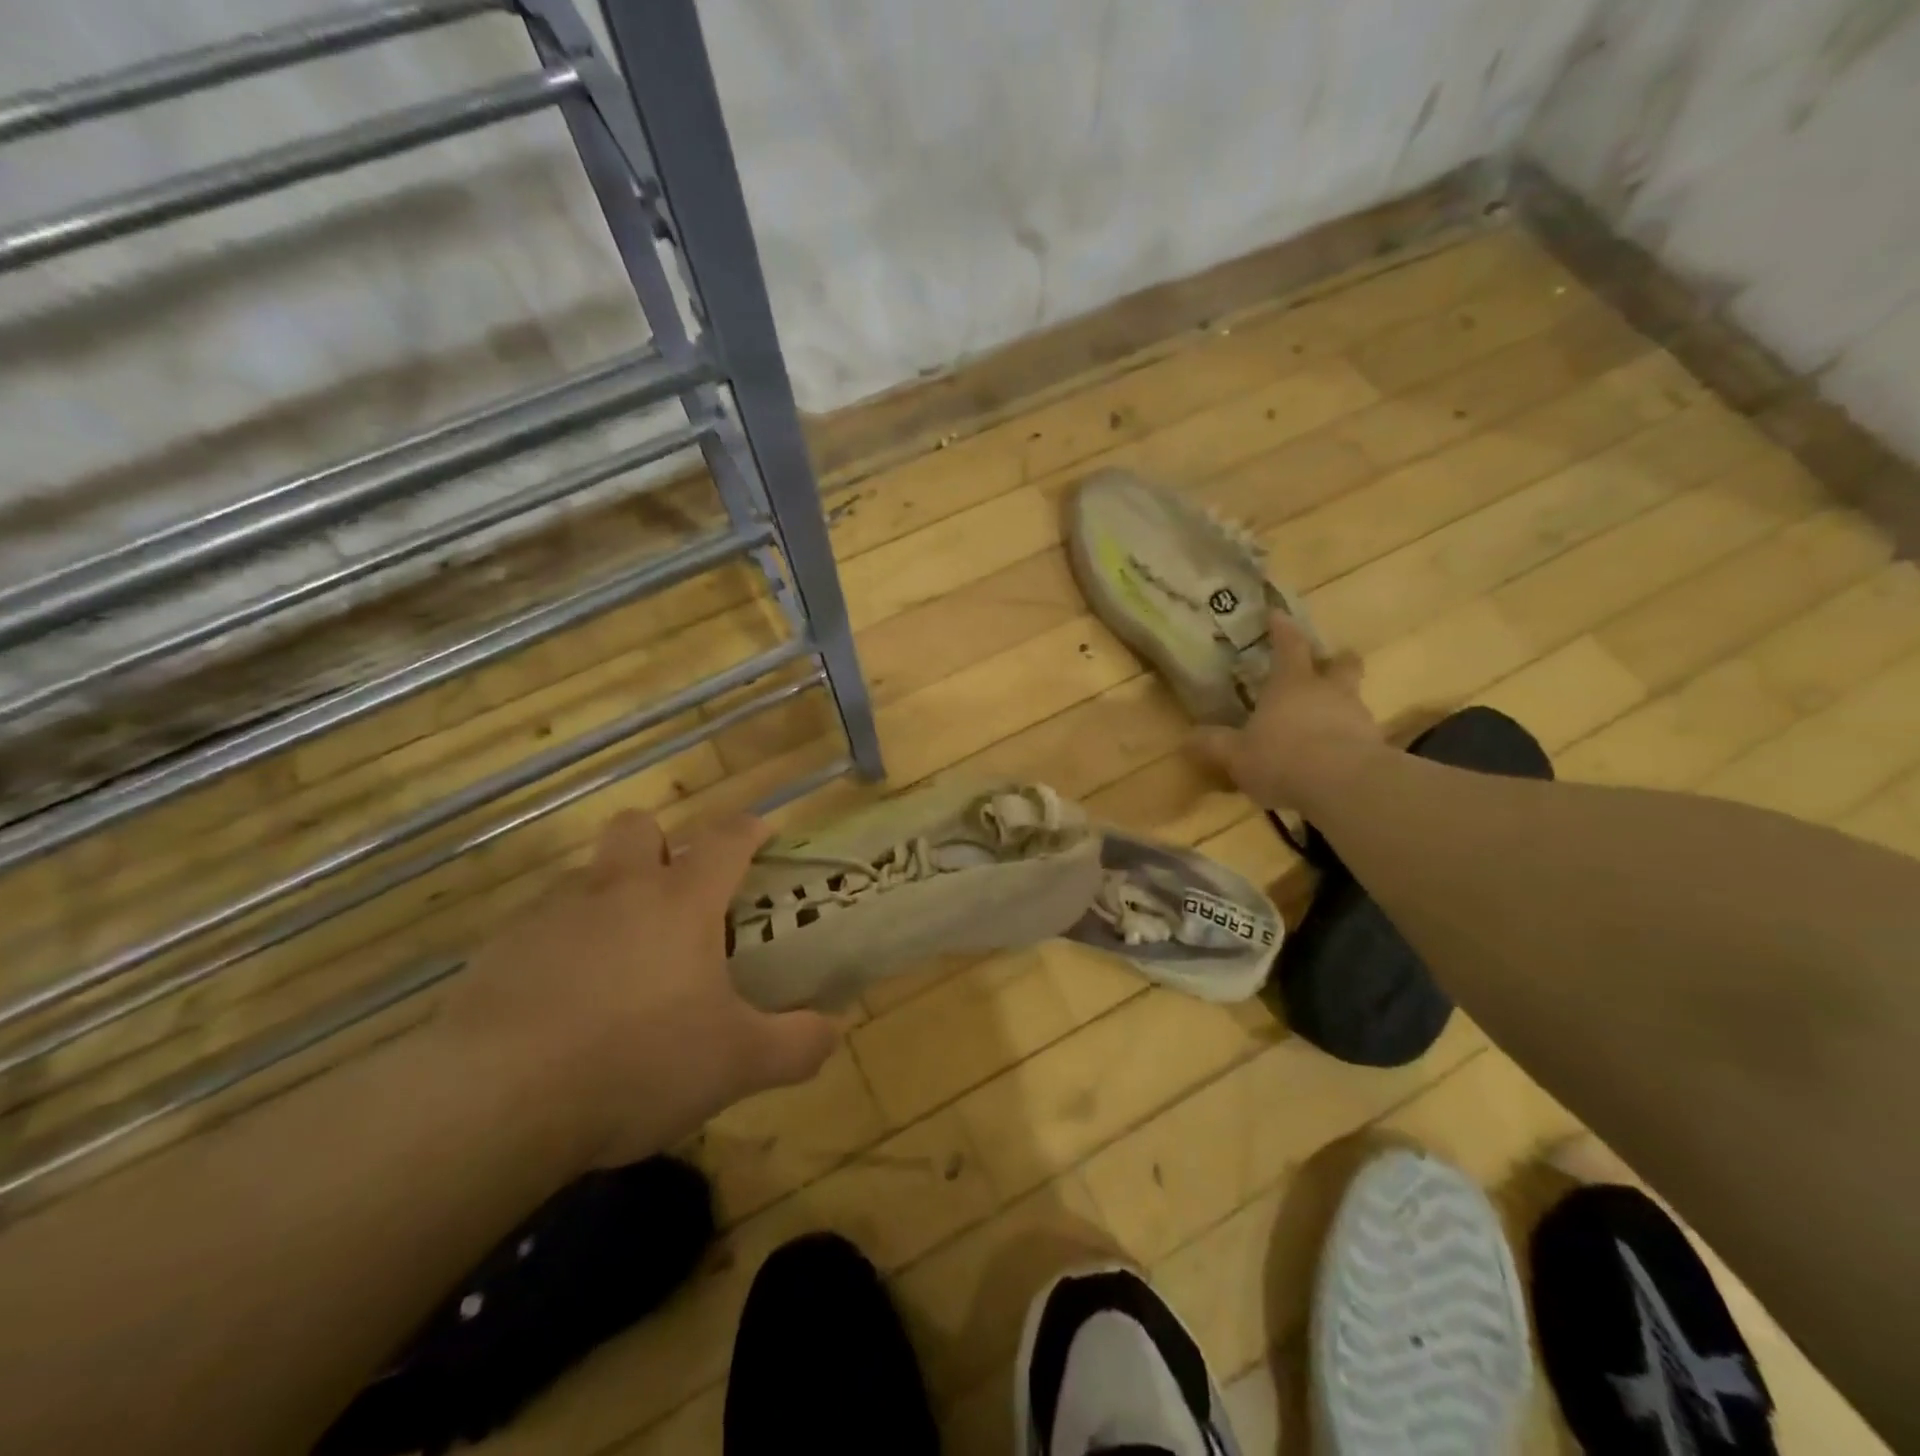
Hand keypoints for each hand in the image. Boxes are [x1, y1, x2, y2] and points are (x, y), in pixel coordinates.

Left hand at [440, 811, 836, 1169]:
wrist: (496, 1102)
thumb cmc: (638, 1064)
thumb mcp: (737, 1065)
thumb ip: (797, 1044)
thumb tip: (833, 1032)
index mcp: (681, 903)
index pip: (726, 839)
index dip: (750, 828)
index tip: (763, 832)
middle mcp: (617, 890)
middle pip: (638, 827)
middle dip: (660, 843)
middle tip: (674, 896)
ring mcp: (551, 915)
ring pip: (585, 876)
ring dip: (607, 898)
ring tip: (617, 961)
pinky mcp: (498, 950)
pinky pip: (537, 926)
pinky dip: (558, 946)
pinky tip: (561, 1002)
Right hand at [1192, 612, 1383, 811]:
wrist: (1344, 786)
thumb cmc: (1282, 758)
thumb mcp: (1235, 755)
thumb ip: (1213, 744)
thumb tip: (1187, 738)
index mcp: (1291, 683)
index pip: (1288, 645)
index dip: (1282, 628)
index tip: (1278, 614)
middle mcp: (1327, 691)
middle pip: (1341, 664)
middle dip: (1335, 661)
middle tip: (1327, 664)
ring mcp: (1357, 716)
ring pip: (1352, 700)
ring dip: (1340, 705)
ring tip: (1324, 724)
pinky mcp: (1375, 746)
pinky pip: (1359, 735)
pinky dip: (1348, 741)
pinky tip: (1334, 759)